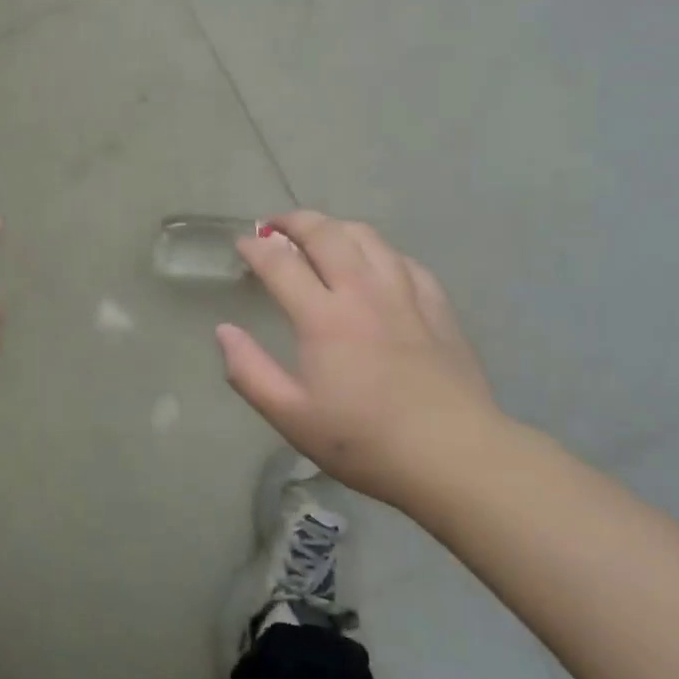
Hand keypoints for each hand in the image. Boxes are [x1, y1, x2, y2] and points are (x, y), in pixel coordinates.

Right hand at [216, 211, 508, 507]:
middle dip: (294, 221)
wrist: (455, 456)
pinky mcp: (437, 307)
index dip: (256, 248)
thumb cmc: (364, 440)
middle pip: (326, 234)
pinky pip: (404, 260)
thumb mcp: (291, 416)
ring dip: (336, 227)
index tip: (242, 244)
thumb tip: (224, 331)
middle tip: (275, 226)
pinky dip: (379, 251)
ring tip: (321, 235)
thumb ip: (249, 371)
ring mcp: (405, 295)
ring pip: (368, 238)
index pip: (280, 263)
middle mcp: (363, 292)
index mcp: (323, 317)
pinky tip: (376, 263)